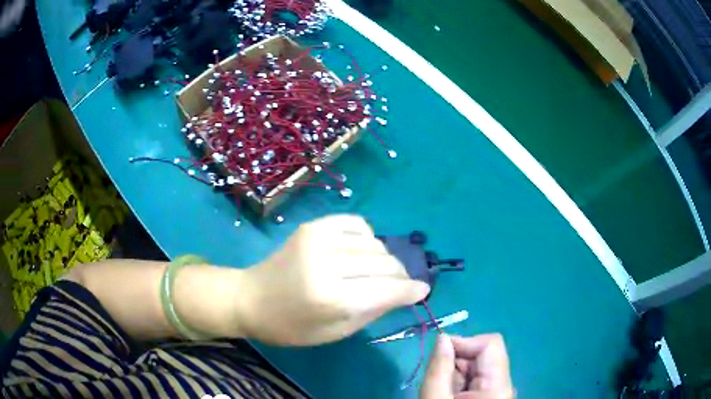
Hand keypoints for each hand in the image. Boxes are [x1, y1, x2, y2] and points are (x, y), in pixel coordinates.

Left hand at [237, 214, 430, 345]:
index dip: (410, 290)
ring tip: (378, 272)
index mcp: (331, 298)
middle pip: (384, 263)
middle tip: (402, 285)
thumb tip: (405, 293)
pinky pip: (356, 223)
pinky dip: (367, 237)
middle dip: (401, 276)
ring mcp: (319, 238)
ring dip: (385, 259)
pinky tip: (361, 251)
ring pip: (374, 244)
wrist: (251, 298)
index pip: (386, 290)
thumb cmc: (291, 326)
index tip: (423, 290)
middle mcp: (327, 263)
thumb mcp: (336, 332)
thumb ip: (374, 311)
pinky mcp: (313, 226)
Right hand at [420, 334, 513, 398]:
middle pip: (484, 354)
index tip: (439, 353)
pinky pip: (478, 379)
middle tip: (437, 377)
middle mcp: (505, 384)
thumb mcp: (435, 397)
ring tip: (442, 390)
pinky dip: (460, 382)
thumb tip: (442, 337)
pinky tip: (449, 395)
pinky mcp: (493, 396)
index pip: (490, 343)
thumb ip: (440, 368)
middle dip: (457, 360)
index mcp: (498, 385)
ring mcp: (500, 391)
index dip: (464, 342)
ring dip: (457, 372)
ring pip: (479, 367)